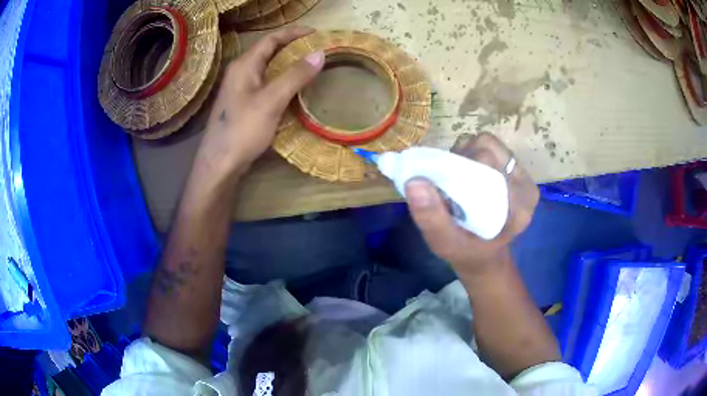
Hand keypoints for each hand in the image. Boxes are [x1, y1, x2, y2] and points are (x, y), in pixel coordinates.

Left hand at [197, 27, 324, 177]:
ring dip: (287, 64)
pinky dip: (281, 80)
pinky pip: (265, 84)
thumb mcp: (271, 101)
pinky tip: (293, 89)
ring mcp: (239, 89)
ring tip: (310, 66)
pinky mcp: (242, 104)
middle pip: (268, 51)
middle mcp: (240, 72)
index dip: (293, 33)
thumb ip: (295, 76)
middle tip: (316, 49)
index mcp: (244, 65)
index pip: (270, 39)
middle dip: (292, 47)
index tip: (316, 33)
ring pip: (267, 68)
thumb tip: (319, 53)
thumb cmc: (243, 130)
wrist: (220, 164)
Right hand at [405, 132, 538, 276]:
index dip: (459, 164)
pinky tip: (465, 173)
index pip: (487, 162)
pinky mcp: (514, 169)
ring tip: (455, 177)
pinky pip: (490, 147)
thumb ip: (431, 217)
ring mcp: (522, 175)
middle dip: (461, 158)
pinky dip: (471, 153)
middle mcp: (524, 186)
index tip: (444, 183)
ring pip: (488, 142)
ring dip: (465, 153)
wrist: (482, 253)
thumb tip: (413, 182)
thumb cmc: (465, 250)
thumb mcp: (444, 243)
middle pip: (488, 147)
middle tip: (447, 180)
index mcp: (518, 207)